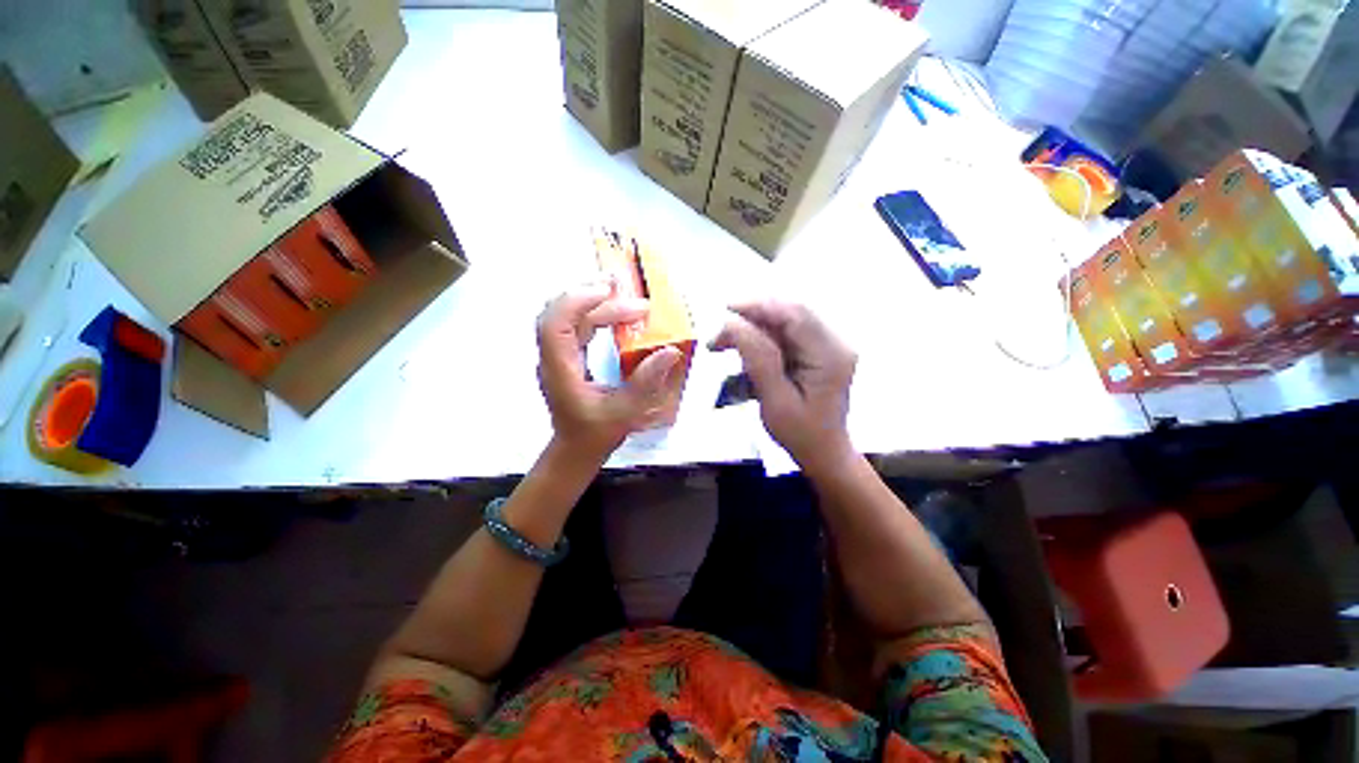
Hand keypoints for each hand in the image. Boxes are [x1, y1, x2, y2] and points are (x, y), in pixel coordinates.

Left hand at [538, 283, 683, 461]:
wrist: (578, 448)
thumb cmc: (597, 433)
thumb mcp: (626, 412)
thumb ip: (646, 382)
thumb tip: (670, 351)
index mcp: (560, 371)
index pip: (555, 325)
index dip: (578, 302)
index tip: (610, 293)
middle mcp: (554, 358)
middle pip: (564, 314)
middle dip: (596, 299)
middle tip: (634, 299)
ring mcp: (559, 356)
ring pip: (569, 317)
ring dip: (597, 303)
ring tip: (627, 297)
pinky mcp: (568, 356)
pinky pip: (576, 325)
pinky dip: (596, 314)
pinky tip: (617, 313)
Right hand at [710, 300, 856, 473]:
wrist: (823, 453)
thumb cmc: (800, 434)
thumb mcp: (775, 400)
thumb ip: (758, 359)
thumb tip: (733, 323)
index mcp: (830, 354)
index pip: (795, 314)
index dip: (759, 305)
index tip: (725, 310)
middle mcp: (834, 342)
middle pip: (789, 313)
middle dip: (750, 319)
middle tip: (719, 338)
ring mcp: (827, 344)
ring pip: (783, 322)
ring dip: (751, 330)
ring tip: (722, 346)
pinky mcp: (817, 350)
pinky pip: (785, 334)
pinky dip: (760, 339)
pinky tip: (742, 352)